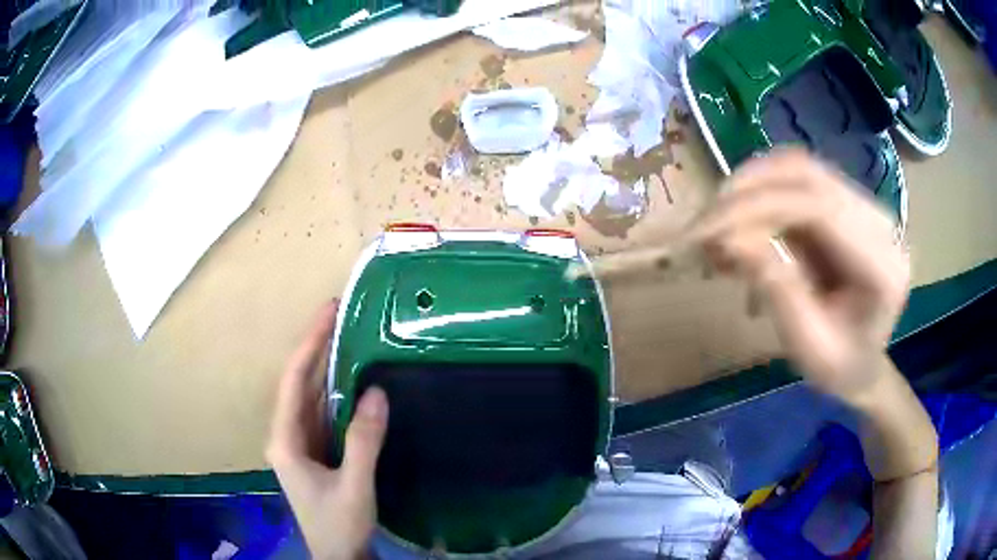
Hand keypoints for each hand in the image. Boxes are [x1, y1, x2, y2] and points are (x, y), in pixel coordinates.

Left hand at [266, 301, 388, 559]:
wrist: (340, 556)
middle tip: (343, 314)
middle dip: (319, 347)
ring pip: (313, 396)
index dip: (311, 344)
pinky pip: (326, 412)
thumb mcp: (354, 487)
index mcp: (285, 439)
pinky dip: (340, 392)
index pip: (294, 381)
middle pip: (301, 383)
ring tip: (350, 335)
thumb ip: (363, 442)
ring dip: (329, 366)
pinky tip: (356, 379)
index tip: (330, 312)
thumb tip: (377, 392)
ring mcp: (302, 443)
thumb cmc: (339, 525)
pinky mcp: (317, 451)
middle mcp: (288, 434)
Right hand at [689, 149, 909, 404]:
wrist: (862, 363)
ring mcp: (861, 205)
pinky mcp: (842, 202)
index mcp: (882, 265)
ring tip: (717, 226)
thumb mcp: (808, 346)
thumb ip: (779, 292)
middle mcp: (878, 221)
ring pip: (798, 168)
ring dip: (750, 188)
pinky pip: (795, 180)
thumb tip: (730, 240)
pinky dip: (760, 194)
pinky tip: (740, 224)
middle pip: (808, 175)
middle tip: (703, 226)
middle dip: (748, 192)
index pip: (821, 208)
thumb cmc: (839, 368)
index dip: (761, 208)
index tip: (709, 232)